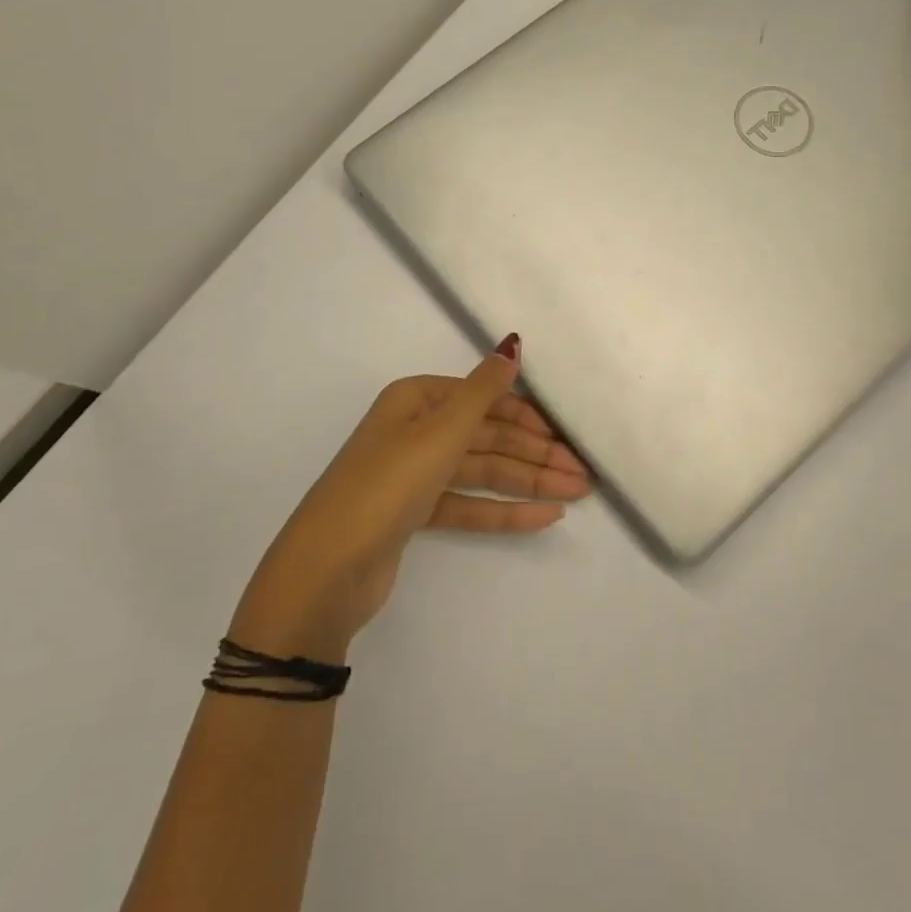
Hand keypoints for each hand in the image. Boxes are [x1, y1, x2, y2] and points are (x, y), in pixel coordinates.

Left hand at [229, 337, 589, 661]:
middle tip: (583, 474)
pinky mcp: (415, 514)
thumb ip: (484, 390)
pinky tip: (543, 517)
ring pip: (481, 472)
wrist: (327, 568)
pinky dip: (503, 510)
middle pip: (486, 438)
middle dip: (535, 455)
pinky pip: (468, 504)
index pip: (483, 400)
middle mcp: (415, 430)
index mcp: (416, 400)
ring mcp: (414, 474)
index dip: (527, 417)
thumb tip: (512, 343)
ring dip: (528, 482)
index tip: (566, 437)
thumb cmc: (387, 482)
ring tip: (575, 494)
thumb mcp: (440, 430)